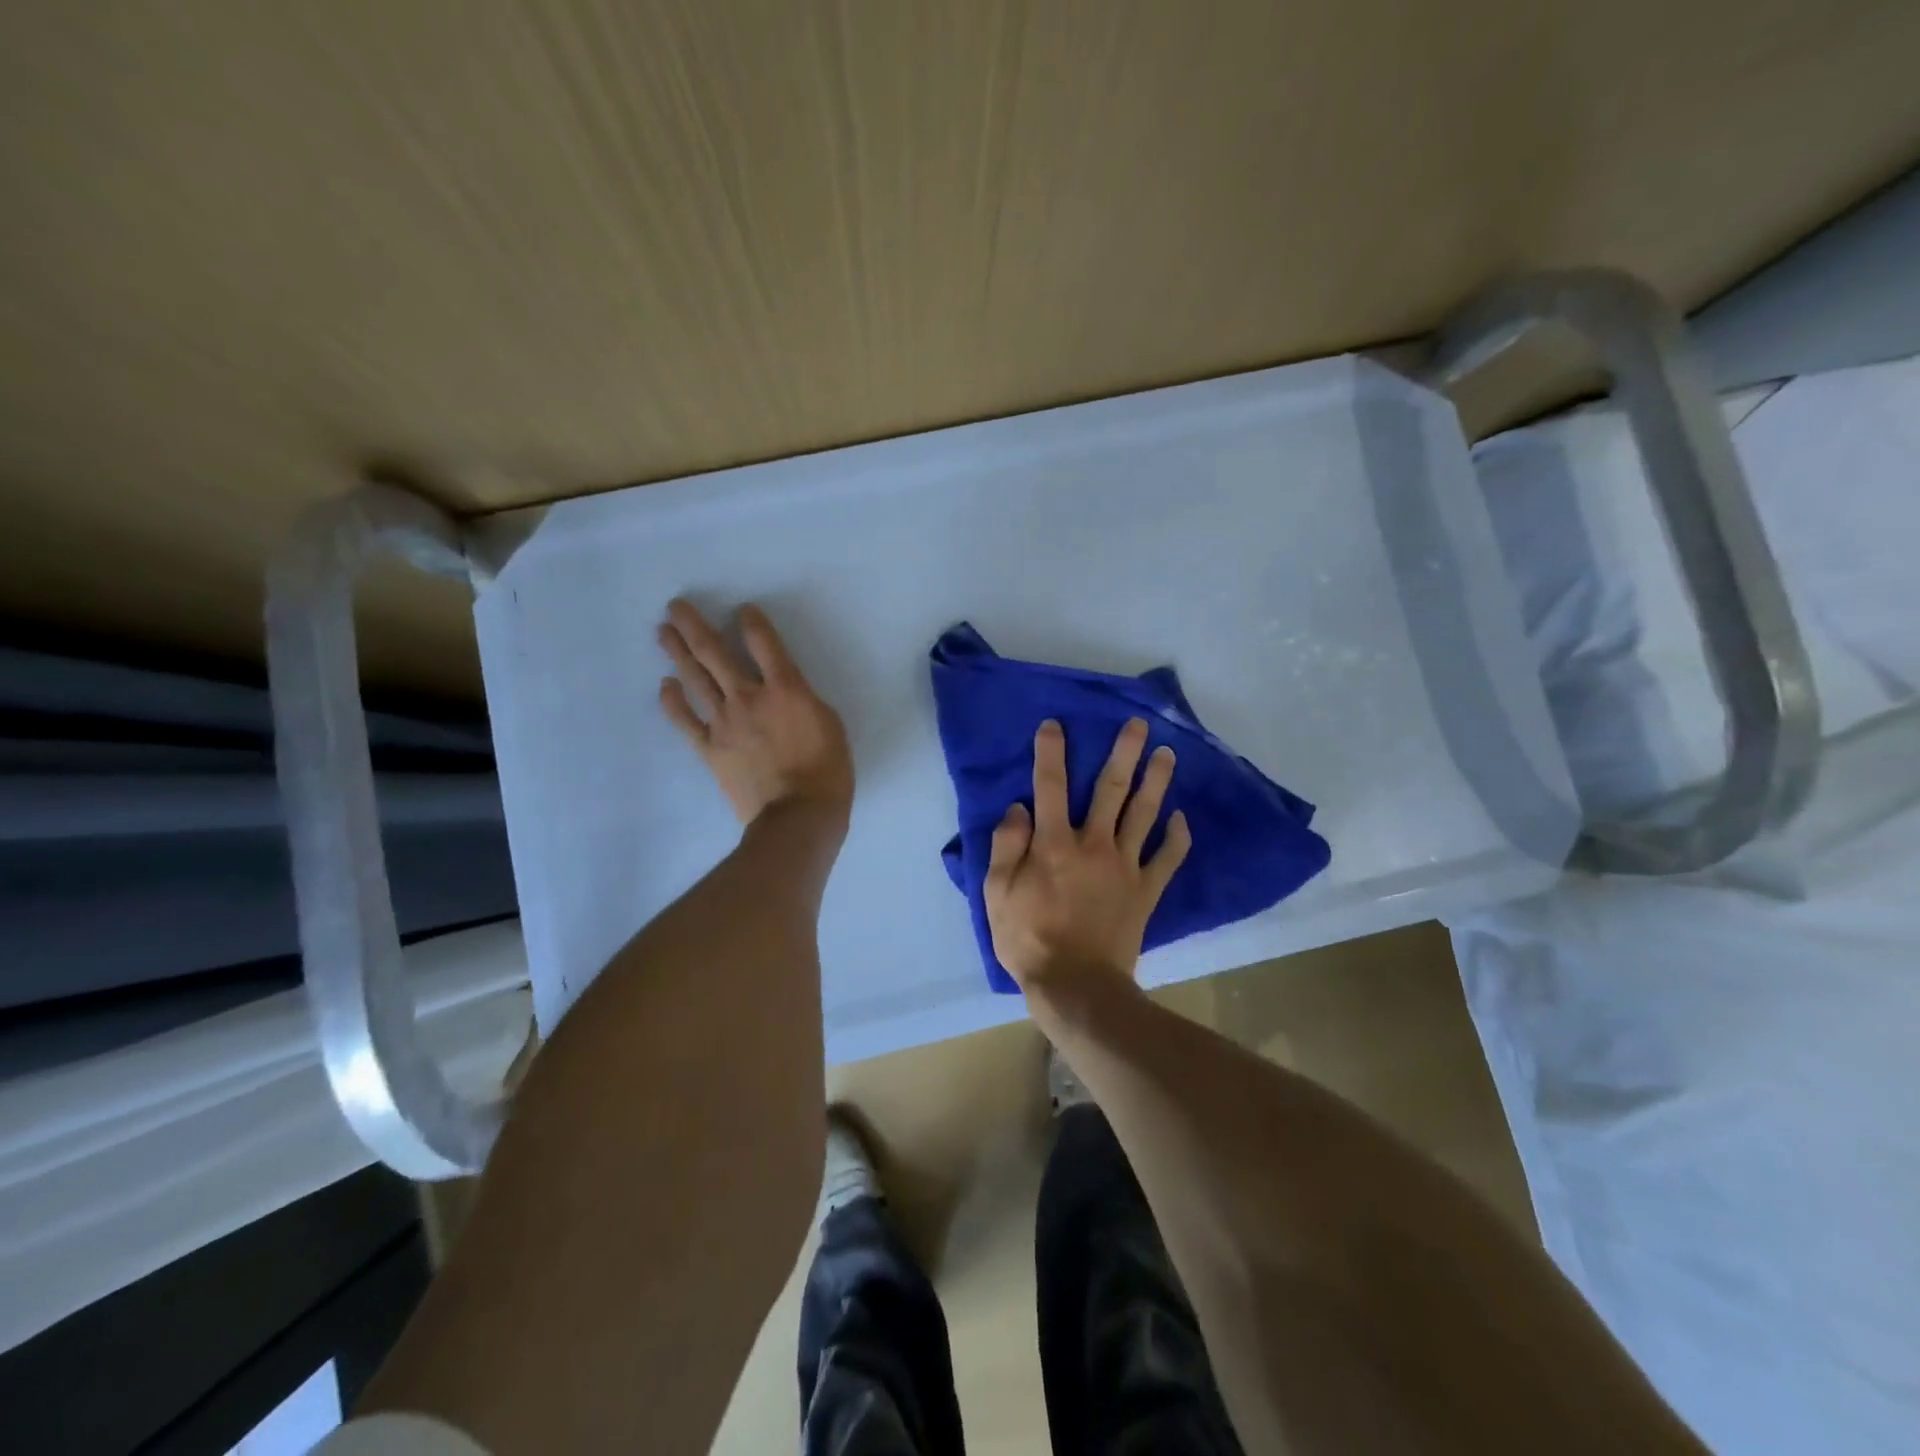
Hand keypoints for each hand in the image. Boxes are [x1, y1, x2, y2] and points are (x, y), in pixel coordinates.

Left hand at [657, 599, 853, 826]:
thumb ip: (803, 699)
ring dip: (678, 652)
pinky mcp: (710, 748)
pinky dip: (672, 701)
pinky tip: (665, 685)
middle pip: (714, 653)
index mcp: (786, 689)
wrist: (799, 814)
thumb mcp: (829, 723)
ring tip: (663, 632)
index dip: (751, 622)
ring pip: (695, 679)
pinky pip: (685, 720)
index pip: (764, 643)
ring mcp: (724, 722)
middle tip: (675, 606)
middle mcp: (749, 697)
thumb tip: (784, 691)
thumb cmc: (827, 770)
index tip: (742, 610)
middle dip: (693, 626)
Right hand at [983, 717, 1191, 999]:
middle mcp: (1094, 844)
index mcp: (1054, 843)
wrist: (1076, 986)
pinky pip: (1167, 858)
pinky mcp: (1146, 890)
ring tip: (1168, 754)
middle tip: (1139, 724)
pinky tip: (1181, 818)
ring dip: (1157, 781)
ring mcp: (1126, 866)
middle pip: (1112, 789)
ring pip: (1145, 814)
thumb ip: (1007, 846)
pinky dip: (1177, 837)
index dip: (1051, 752)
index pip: (1050, 785)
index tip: (1055, 724)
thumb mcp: (997, 894)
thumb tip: (1019, 808)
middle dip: (1124, 752)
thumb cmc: (1028, 939)